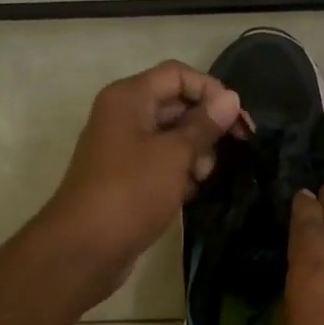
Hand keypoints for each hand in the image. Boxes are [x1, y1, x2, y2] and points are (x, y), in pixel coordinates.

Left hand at [41, 61, 242, 301]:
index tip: (238, 120)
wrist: (85, 249)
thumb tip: (230, 98)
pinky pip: (162, 163)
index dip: (211, 91)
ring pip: (172, 136)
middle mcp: (124, 115)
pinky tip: (190, 193)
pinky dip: (180, 173)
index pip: (178, 75)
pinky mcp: (128, 177)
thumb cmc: (131, 192)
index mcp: (129, 98)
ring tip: (201, 178)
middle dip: (206, 126)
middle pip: (177, 104)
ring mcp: (124, 147)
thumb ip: (204, 125)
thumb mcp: (174, 155)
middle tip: (233, 151)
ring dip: (195, 154)